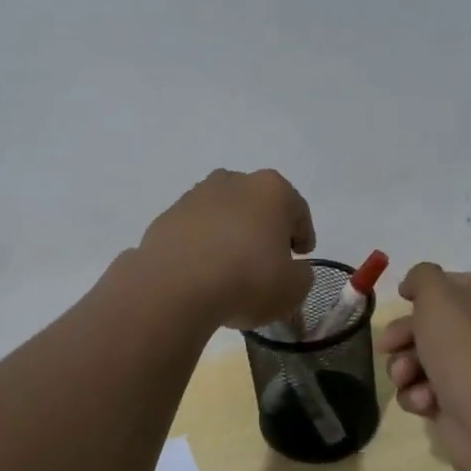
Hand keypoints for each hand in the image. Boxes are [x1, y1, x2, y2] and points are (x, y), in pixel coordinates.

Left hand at [138, 169, 316, 330]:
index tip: (301, 256)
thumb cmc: (247, 279)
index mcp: (272, 190)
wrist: (175, 286)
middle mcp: (233, 181)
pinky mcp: (167, 216)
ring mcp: (195, 196)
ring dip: (231, 235)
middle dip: (264, 229)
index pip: (297, 210)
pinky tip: (203, 272)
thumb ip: (301, 276)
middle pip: (258, 206)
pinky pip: (195, 231)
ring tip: (231, 269)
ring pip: (224, 214)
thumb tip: (292, 270)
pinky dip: (202, 246)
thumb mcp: (293, 289)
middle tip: (268, 261)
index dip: (303, 235)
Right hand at [378, 263, 470, 470]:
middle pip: (433, 323)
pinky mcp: (462, 404)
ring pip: (423, 358)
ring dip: (405, 366)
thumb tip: (414, 285)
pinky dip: (418, 393)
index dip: (425, 289)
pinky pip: (427, 389)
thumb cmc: (465, 348)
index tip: (402, 298)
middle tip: (388, 345)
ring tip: (404, 377)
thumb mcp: (438, 295)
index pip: (456, 284)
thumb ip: (422, 276)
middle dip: (404, 335)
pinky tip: (424, 401)